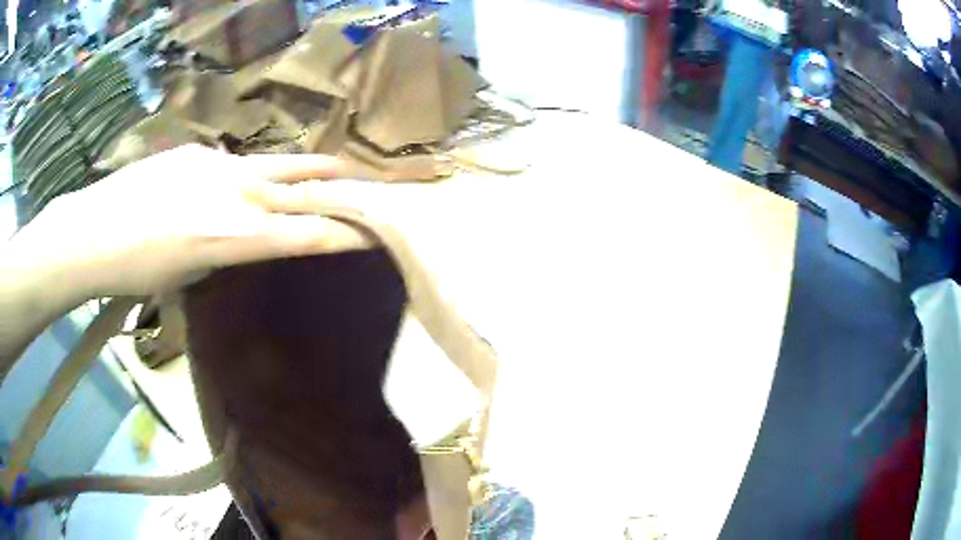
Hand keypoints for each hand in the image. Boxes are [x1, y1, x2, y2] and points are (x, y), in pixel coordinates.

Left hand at [5, 145, 370, 299]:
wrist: (91, 232)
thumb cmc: (134, 272)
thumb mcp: (186, 275)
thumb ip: (221, 248)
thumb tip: (235, 233)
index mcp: (229, 235)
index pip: (303, 232)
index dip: (343, 232)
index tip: (374, 230)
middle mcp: (230, 192)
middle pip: (295, 184)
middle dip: (331, 184)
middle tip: (360, 181)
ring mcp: (211, 165)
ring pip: (267, 165)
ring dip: (296, 170)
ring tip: (320, 169)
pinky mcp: (193, 152)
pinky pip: (228, 163)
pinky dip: (241, 175)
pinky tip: (228, 185)